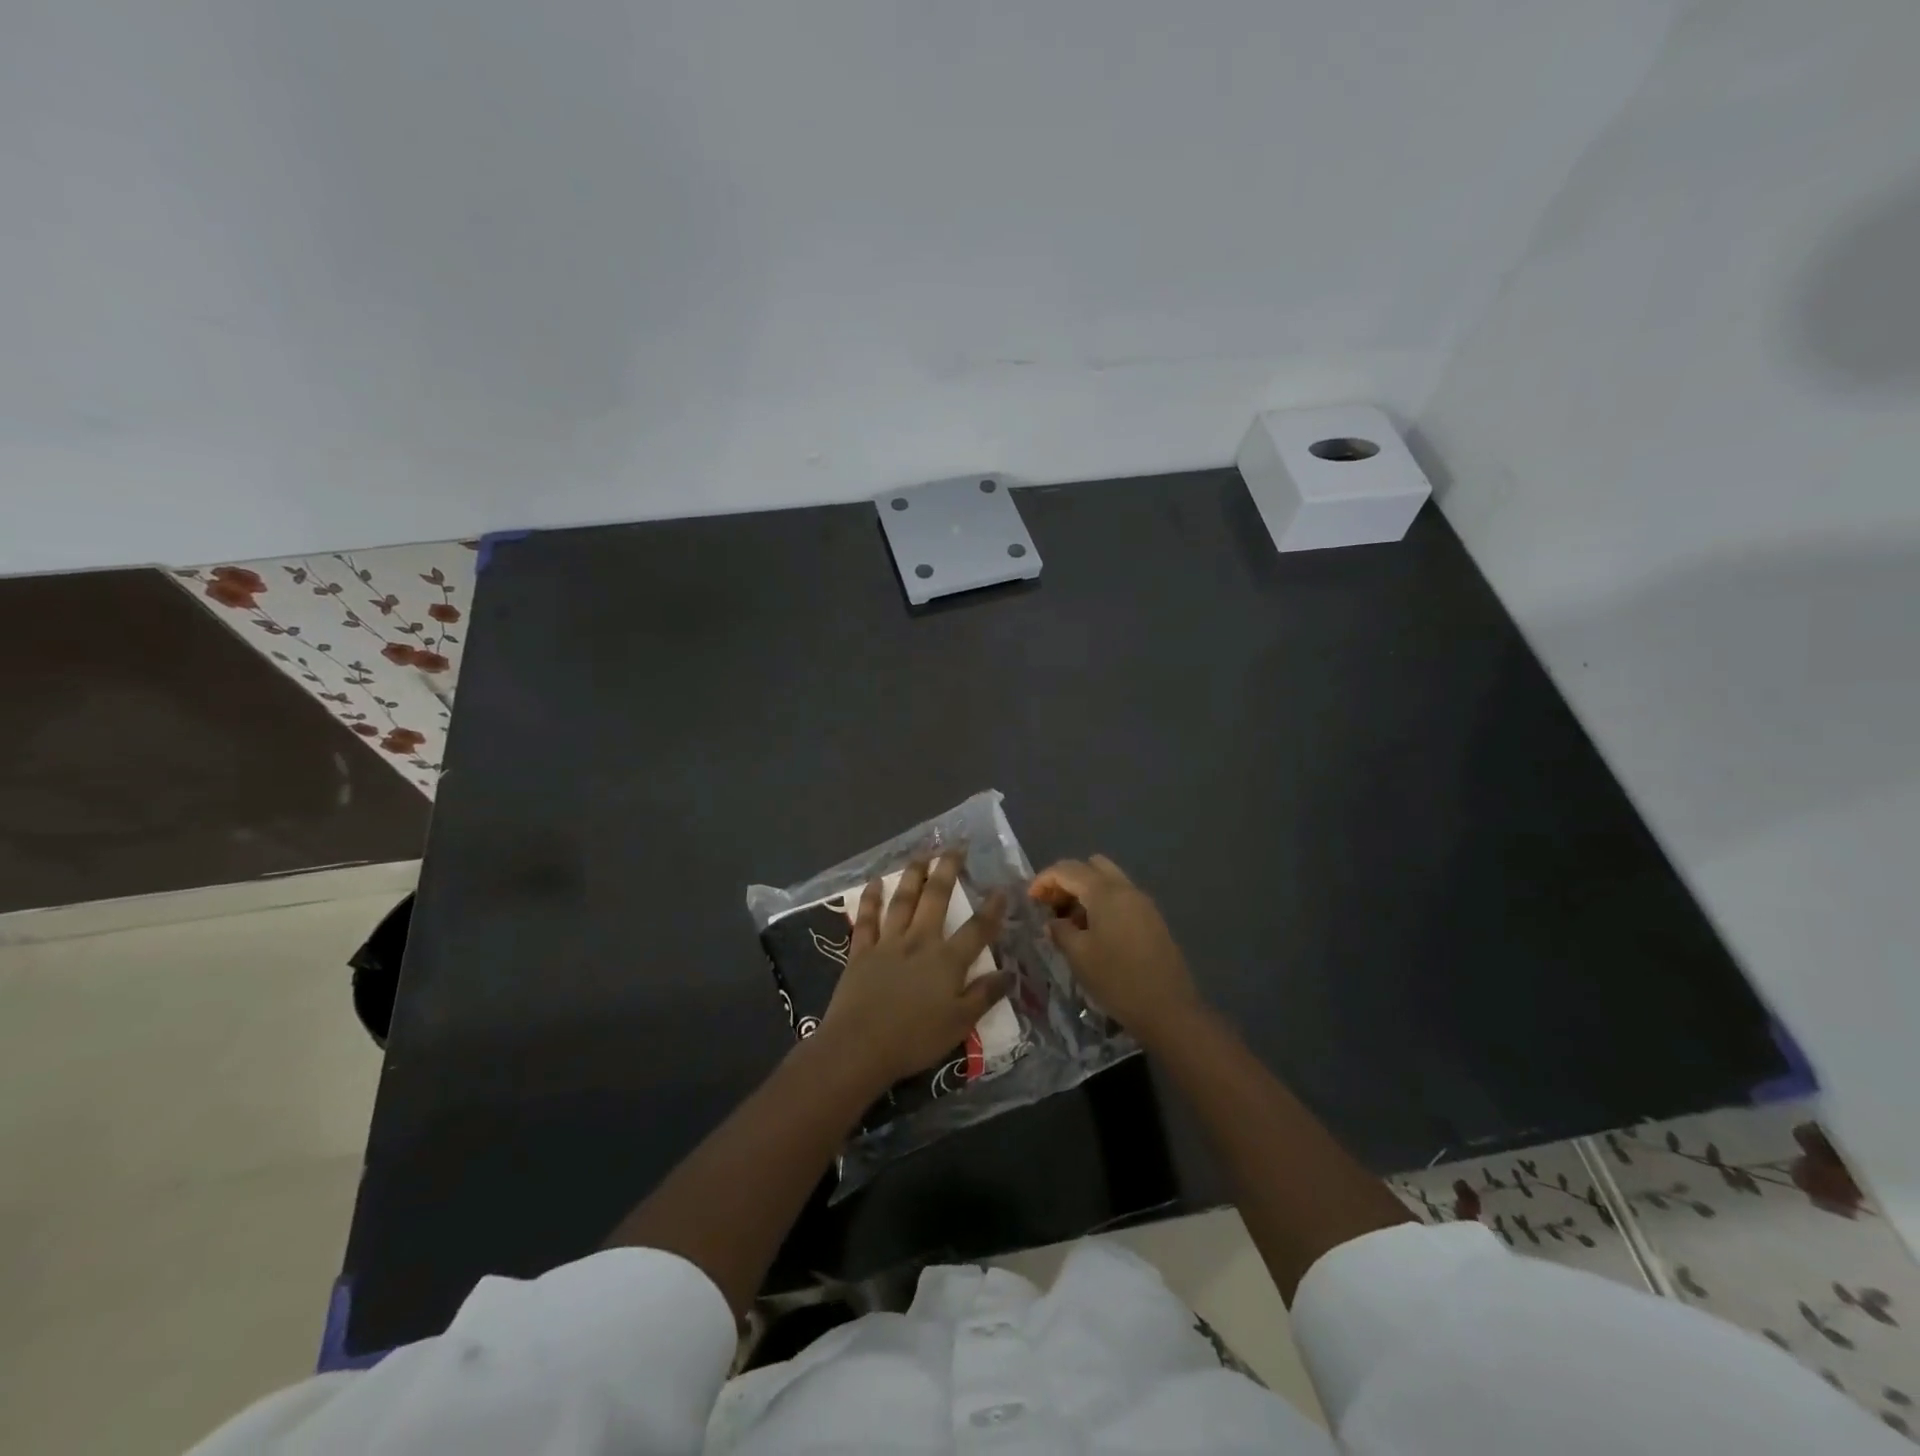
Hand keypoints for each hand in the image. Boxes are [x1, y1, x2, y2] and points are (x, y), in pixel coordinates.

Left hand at [821, 853, 1010, 1089]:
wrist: (859, 1046)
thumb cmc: (914, 1039)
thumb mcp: (960, 1024)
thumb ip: (984, 995)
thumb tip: (1009, 972)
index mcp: (947, 961)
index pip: (977, 929)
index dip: (992, 908)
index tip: (1002, 887)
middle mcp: (919, 941)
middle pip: (936, 898)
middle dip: (947, 869)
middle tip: (954, 846)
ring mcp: (888, 943)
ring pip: (903, 900)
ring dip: (912, 874)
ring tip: (920, 854)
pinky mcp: (861, 951)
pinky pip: (867, 919)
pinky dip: (870, 899)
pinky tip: (874, 882)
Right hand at [1029, 855, 1200, 1038]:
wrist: (1169, 1009)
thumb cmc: (1117, 980)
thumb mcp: (1079, 956)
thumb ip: (1060, 931)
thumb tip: (1053, 921)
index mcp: (1105, 892)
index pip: (1067, 869)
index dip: (1044, 880)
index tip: (1030, 899)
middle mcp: (1125, 888)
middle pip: (1090, 866)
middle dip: (1066, 880)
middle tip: (1051, 905)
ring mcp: (1142, 902)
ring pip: (1107, 880)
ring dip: (1085, 891)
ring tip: (1070, 921)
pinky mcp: (1151, 918)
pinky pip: (1121, 896)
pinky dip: (1102, 902)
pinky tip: (1093, 931)